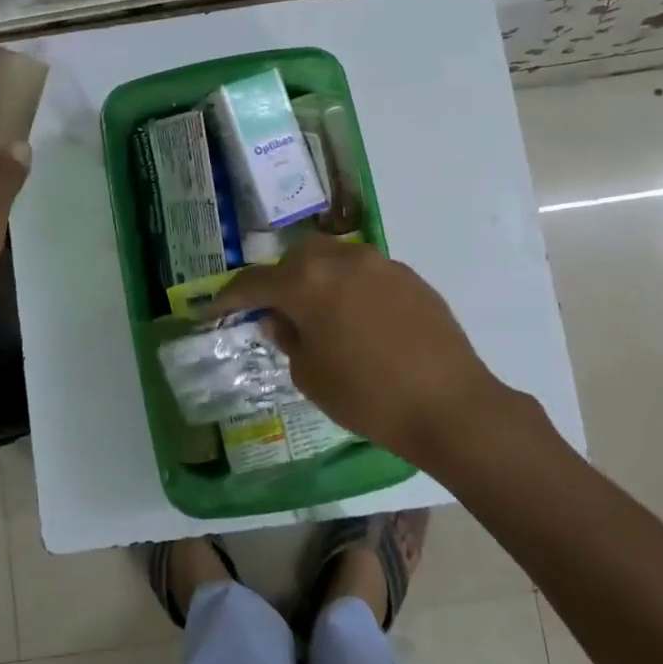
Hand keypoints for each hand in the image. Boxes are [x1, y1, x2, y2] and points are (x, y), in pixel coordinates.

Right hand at [205, 236, 549, 465]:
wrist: (450, 405)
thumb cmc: (368, 397)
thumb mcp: (311, 376)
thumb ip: (287, 339)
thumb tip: (278, 319)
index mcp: (307, 282)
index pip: (254, 283)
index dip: (229, 297)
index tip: (213, 308)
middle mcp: (341, 260)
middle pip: (296, 258)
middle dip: (279, 280)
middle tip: (276, 311)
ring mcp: (379, 263)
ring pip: (333, 258)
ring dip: (316, 278)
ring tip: (320, 313)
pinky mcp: (409, 276)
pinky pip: (365, 272)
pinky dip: (350, 286)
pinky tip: (359, 319)